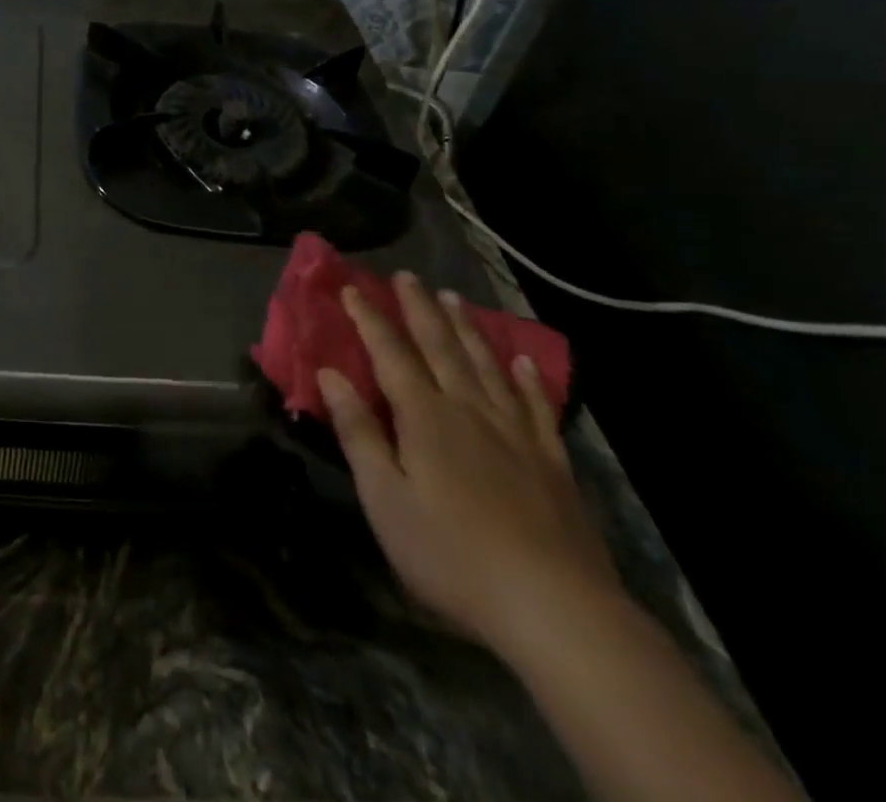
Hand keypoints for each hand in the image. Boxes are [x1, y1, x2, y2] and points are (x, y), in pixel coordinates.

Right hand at [317, 272, 622, 657]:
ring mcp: (516, 433)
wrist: (555, 608)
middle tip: (407, 275)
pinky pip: (536, 406)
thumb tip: (330, 375)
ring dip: (467, 329)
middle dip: (419, 309)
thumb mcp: (385, 498)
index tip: (351, 288)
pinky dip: (527, 379)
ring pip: (486, 366)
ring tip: (453, 298)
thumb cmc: (451, 554)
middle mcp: (469, 410)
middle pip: (441, 347)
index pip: (390, 354)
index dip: (369, 319)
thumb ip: (359, 432)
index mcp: (425, 417)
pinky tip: (523, 361)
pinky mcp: (552, 462)